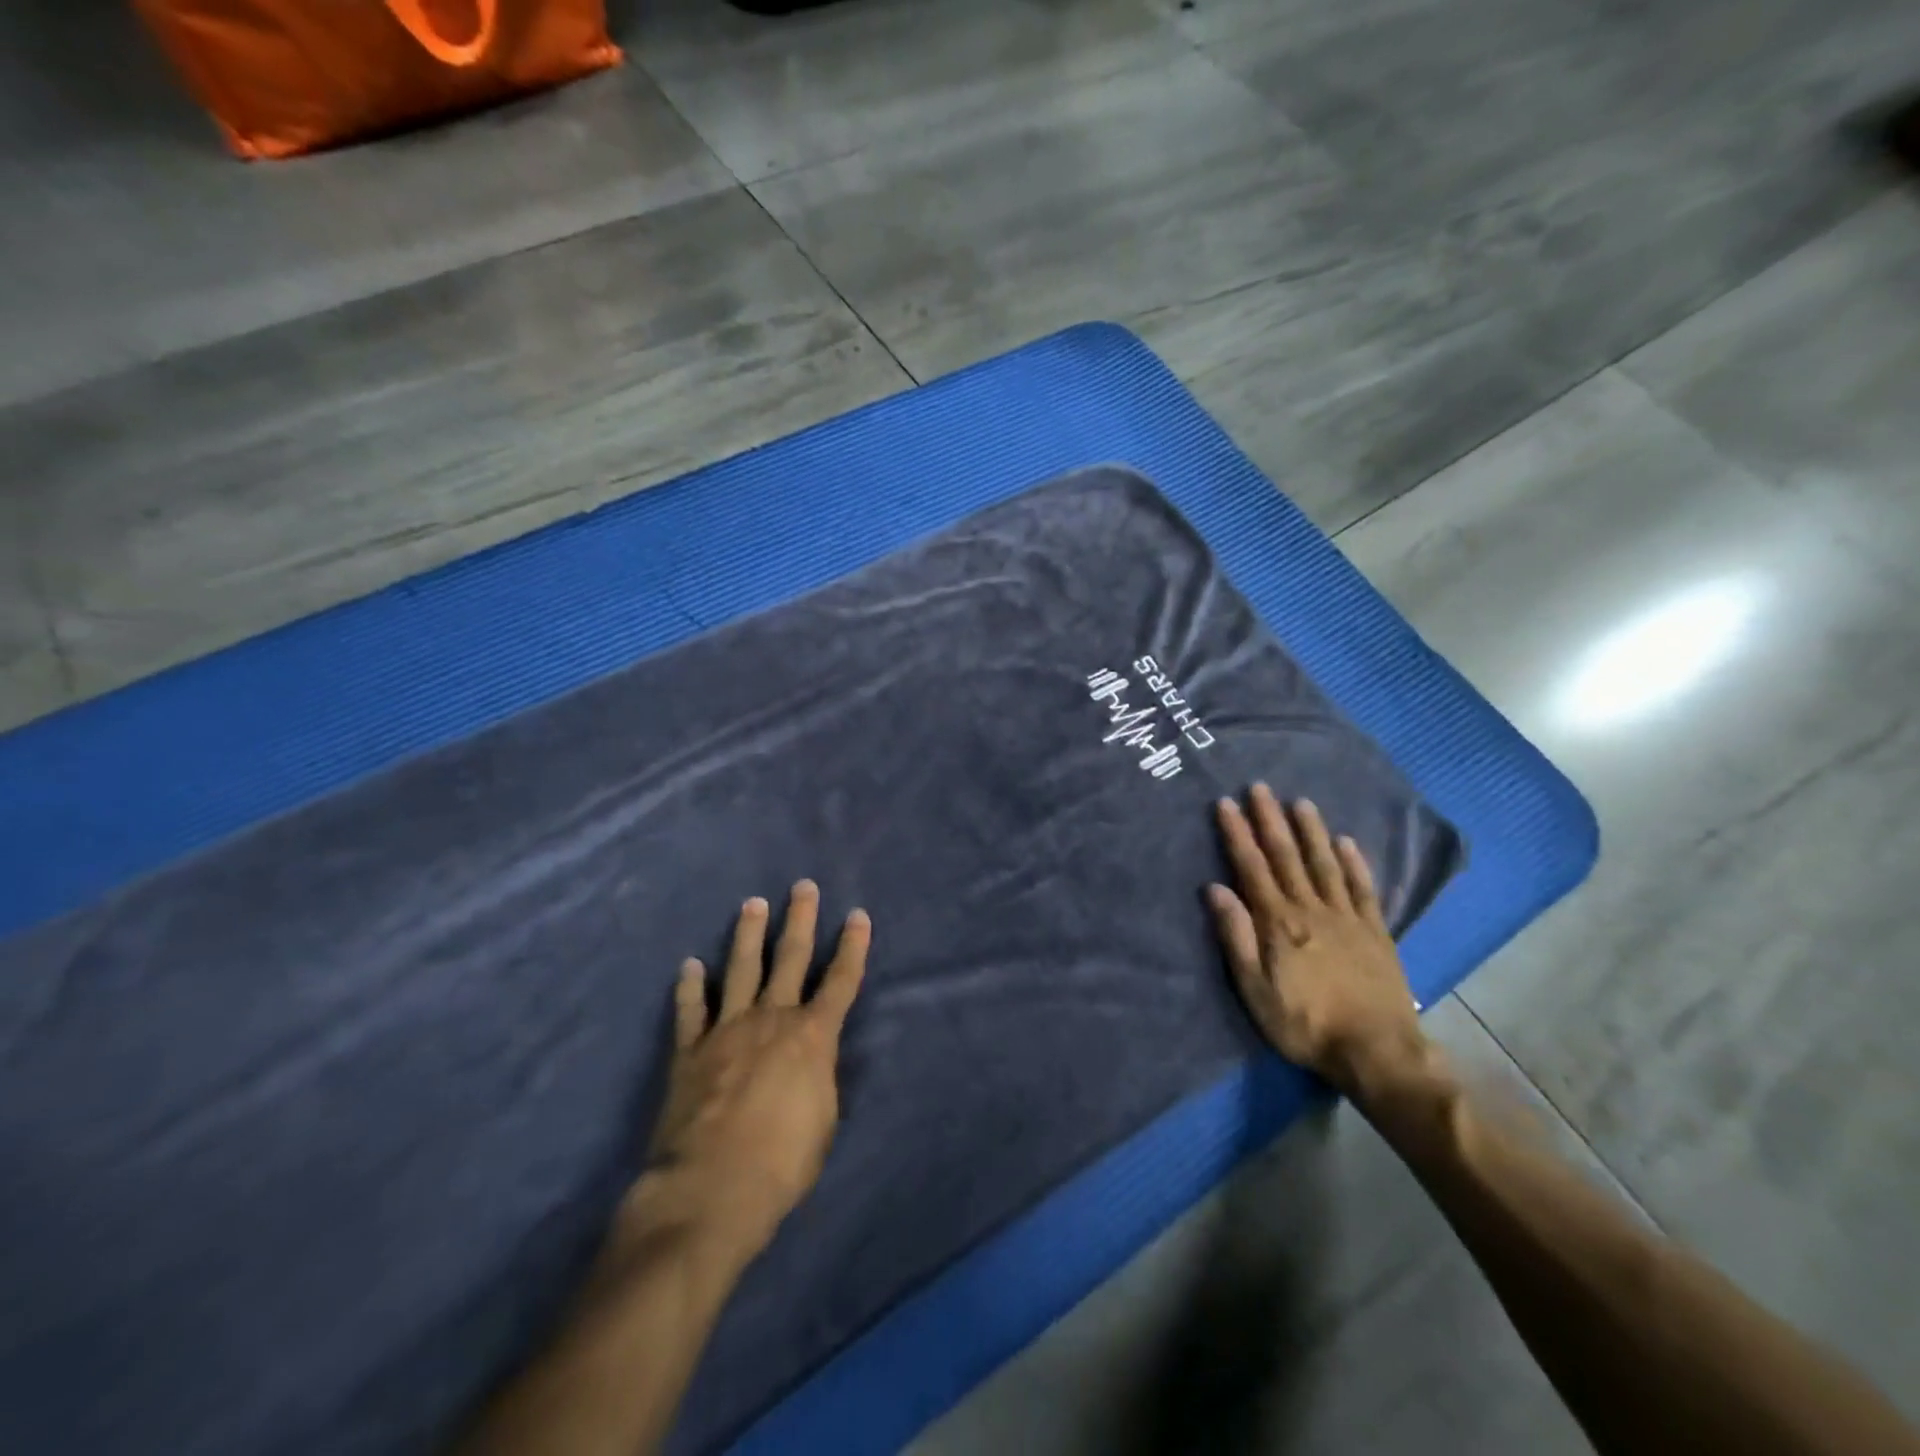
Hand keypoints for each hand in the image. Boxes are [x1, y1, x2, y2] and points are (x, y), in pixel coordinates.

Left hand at [636, 882, 870, 1265]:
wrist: (711, 1189)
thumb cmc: (782, 1163)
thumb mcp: (823, 1121)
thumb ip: (819, 1079)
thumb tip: (812, 1061)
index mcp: (812, 1036)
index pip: (841, 981)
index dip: (853, 946)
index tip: (858, 915)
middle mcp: (772, 1019)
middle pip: (790, 957)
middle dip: (800, 919)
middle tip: (802, 886)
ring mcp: (727, 1029)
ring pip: (741, 969)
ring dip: (748, 934)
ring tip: (752, 904)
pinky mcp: (690, 1050)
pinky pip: (691, 1009)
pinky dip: (690, 986)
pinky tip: (689, 965)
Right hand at [1207, 785, 1427, 1098]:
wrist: (1376, 1051)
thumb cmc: (1304, 1023)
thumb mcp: (1254, 988)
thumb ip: (1236, 936)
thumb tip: (1215, 889)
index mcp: (1278, 922)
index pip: (1252, 867)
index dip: (1238, 834)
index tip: (1227, 803)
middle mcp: (1311, 909)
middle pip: (1287, 856)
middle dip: (1270, 820)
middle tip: (1260, 787)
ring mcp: (1347, 917)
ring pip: (1325, 864)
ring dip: (1311, 831)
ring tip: (1301, 802)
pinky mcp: (1375, 931)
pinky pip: (1363, 888)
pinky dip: (1355, 863)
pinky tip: (1347, 842)